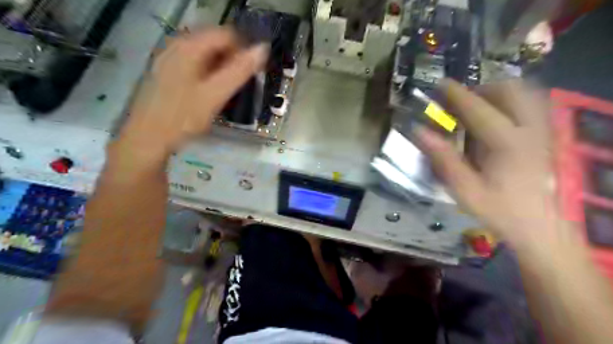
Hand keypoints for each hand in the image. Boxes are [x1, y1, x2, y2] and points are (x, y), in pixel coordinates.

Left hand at [115, 27, 267, 159]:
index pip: (227, 35)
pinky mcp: (167, 71)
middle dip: (232, 61)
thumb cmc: (184, 117)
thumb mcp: (216, 94)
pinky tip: (209, 93)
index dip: (244, 51)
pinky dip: (208, 74)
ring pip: (206, 55)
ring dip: (221, 69)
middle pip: (215, 43)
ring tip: (226, 92)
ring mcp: (170, 58)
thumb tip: (263, 49)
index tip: (252, 74)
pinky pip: (196, 64)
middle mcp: (177, 45)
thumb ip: (240, 71)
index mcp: (189, 46)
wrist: (149, 138)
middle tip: (239, 86)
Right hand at [416, 80, 563, 247]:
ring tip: (479, 105)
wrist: (539, 227)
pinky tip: (499, 117)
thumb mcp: (464, 189)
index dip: (456, 94)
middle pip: (511, 91)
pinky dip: (513, 102)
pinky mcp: (546, 137)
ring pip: (527, 93)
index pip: (478, 109)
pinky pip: (533, 105)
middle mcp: (529, 130)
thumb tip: (420, 131)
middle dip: (482, 88)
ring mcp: (542, 131)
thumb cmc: (498, 209)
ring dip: (499, 92)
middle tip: (461, 101)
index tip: (441, 83)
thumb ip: (443, 158)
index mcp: (506, 143)